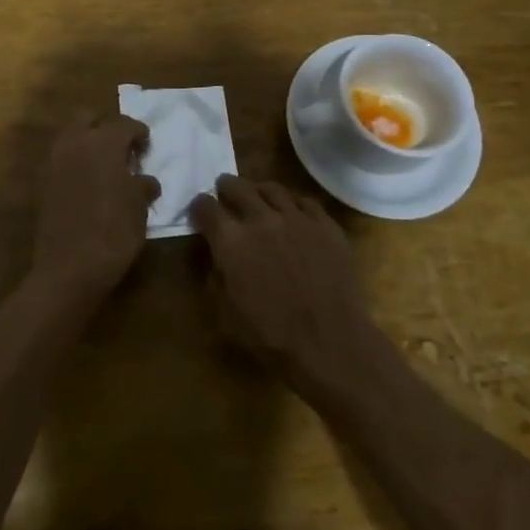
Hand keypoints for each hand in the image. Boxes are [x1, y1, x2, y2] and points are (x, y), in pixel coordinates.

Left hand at [32, 114, 159, 297]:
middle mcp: (75, 144)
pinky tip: (90, 182)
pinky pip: (62, 158)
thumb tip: (144, 179)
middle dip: (106, 126)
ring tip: (106, 165)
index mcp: (103, 143)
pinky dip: (76, 161)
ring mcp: (54, 162)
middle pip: (89, 117)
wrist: (69, 268)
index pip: (124, 123)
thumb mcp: (139, 209)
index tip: (146, 145)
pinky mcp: (43, 182)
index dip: (139, 132)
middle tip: (122, 147)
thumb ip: (143, 185)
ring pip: (71, 135)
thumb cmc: (114, 233)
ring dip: (88, 142)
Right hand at [187, 176, 380, 392]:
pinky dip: (293, 204)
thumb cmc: (272, 336)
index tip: (199, 212)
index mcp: (231, 241)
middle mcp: (261, 219)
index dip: (198, 207)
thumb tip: (218, 260)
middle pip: (237, 187)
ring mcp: (297, 218)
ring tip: (258, 198)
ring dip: (259, 191)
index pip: (205, 207)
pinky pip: (305, 202)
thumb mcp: (226, 316)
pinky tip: (293, 213)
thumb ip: (216, 279)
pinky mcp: (325, 225)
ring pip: (272, 189)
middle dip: (226, 188)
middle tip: (224, 193)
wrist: (331, 342)